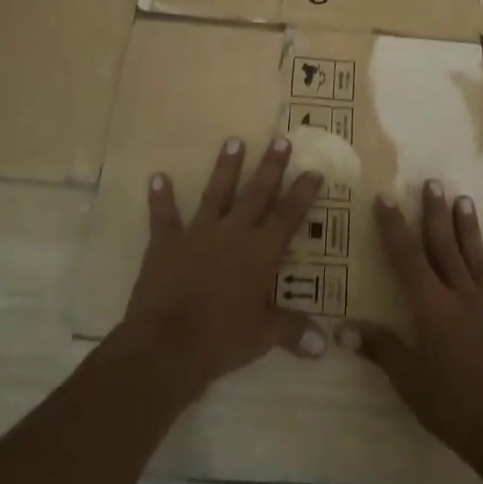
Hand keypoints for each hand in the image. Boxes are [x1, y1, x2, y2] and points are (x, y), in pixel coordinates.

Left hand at [116, 135, 328, 401]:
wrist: (168, 344)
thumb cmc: (223, 339)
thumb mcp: (264, 337)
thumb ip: (293, 332)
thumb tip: (325, 345)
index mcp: (260, 253)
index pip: (288, 216)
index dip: (302, 193)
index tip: (313, 170)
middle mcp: (233, 234)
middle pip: (257, 194)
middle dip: (270, 166)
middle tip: (281, 139)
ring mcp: (198, 234)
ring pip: (216, 193)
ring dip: (225, 167)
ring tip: (233, 140)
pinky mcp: (166, 243)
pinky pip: (164, 216)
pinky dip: (161, 197)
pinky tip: (157, 176)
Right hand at [340, 182, 482, 483]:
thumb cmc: (454, 407)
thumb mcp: (409, 381)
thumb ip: (380, 349)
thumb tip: (342, 328)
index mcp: (432, 307)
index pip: (407, 258)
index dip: (394, 227)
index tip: (386, 197)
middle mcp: (462, 296)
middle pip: (445, 248)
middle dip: (435, 214)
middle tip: (433, 182)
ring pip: (478, 258)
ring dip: (469, 229)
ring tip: (465, 199)